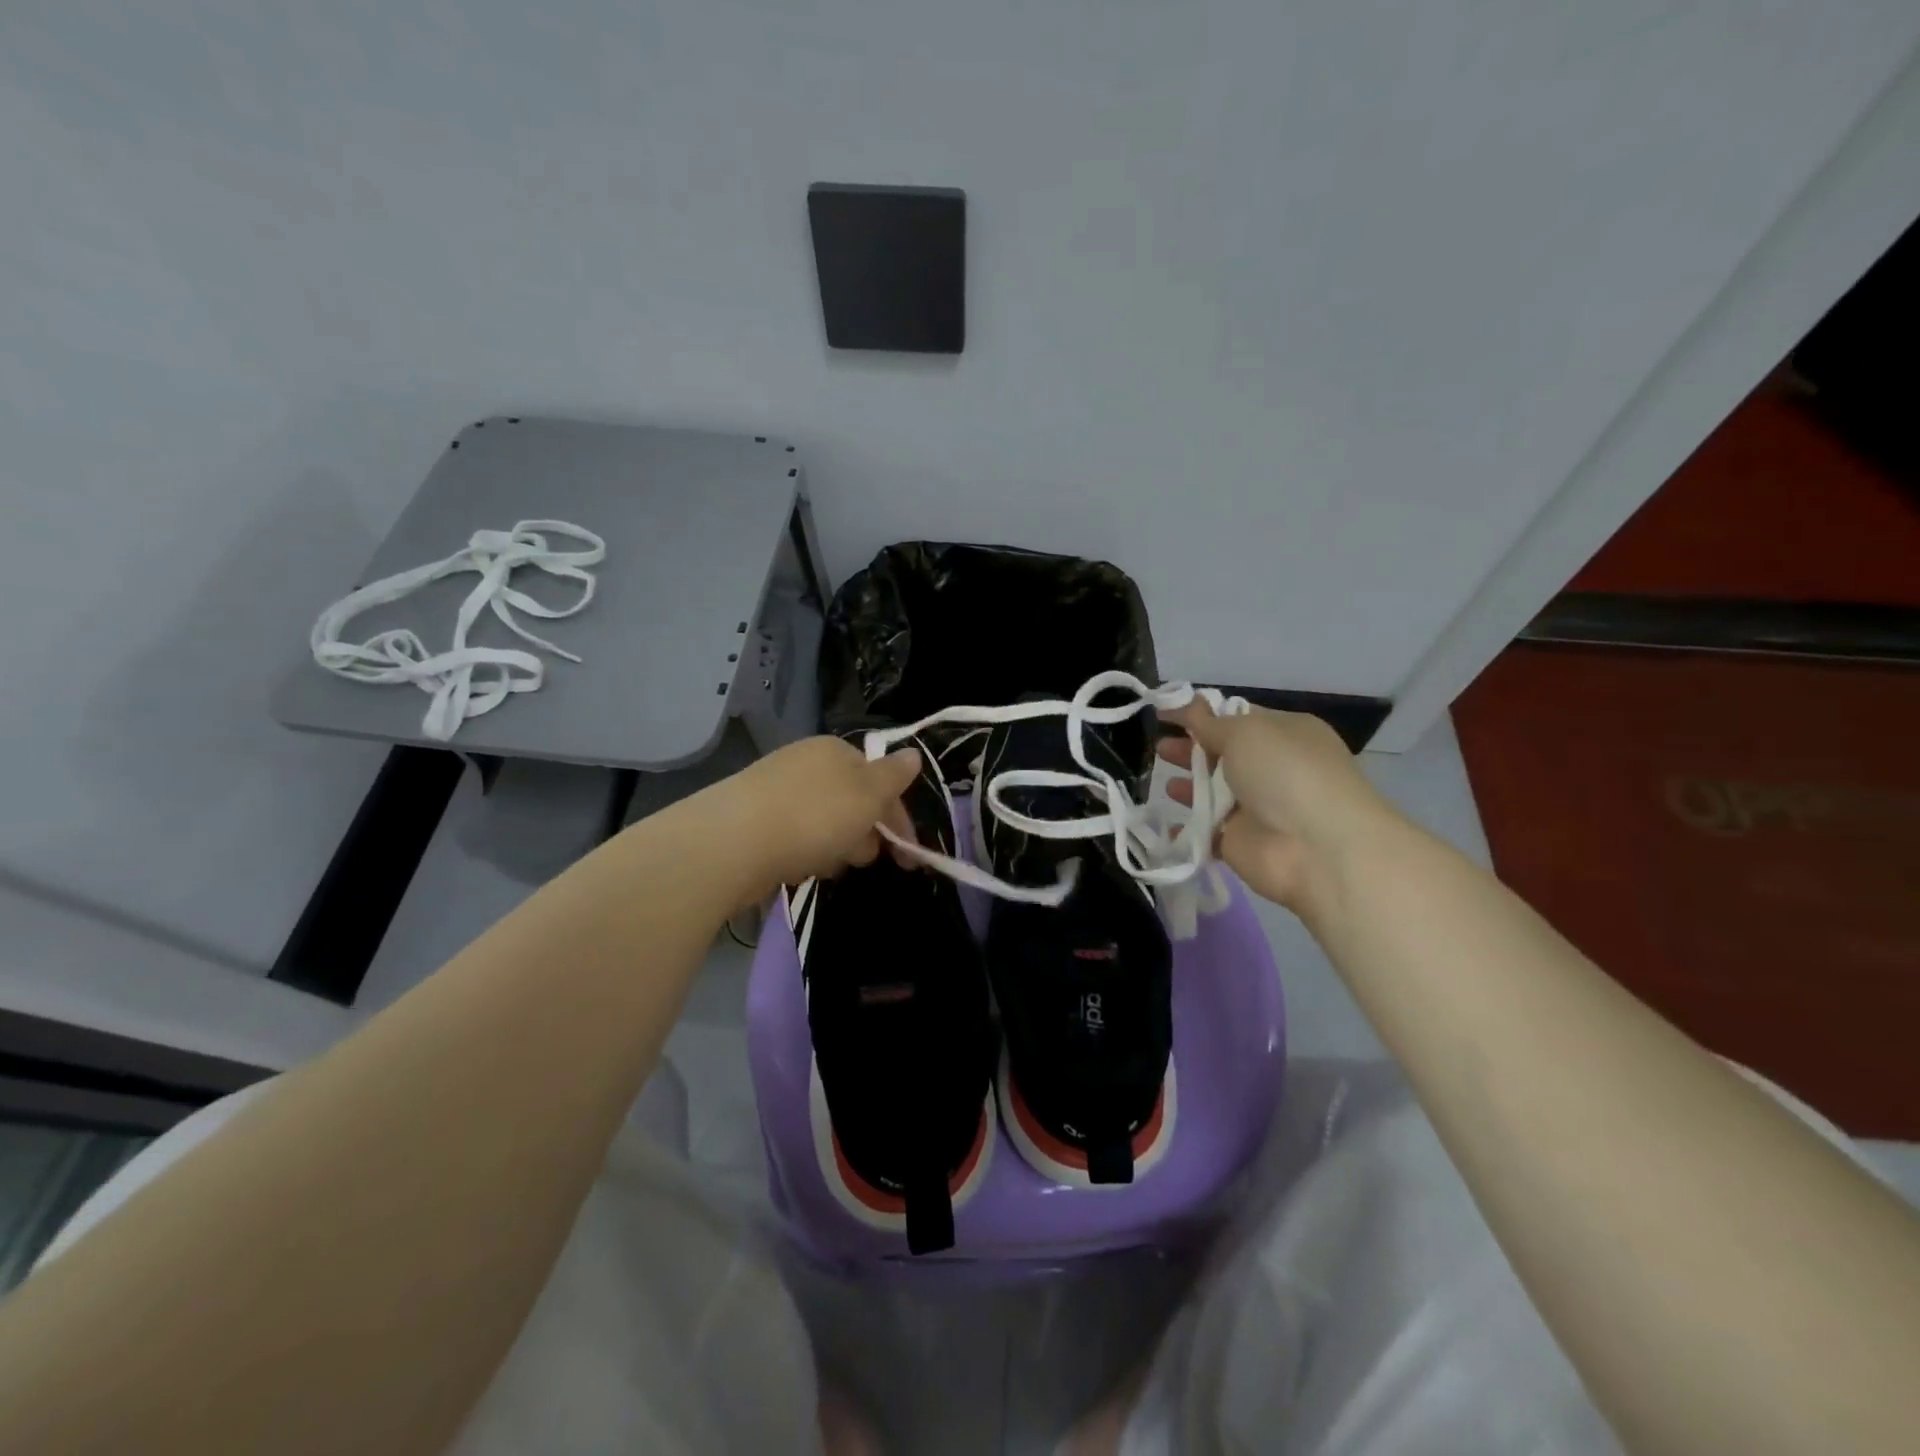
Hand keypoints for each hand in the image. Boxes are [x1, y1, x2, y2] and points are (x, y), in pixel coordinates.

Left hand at [714, 736, 921, 896]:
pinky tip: (799, 868)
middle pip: (852, 801)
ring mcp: (776, 790)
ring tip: (826, 866)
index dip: (898, 817)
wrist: (732, 843)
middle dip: (865, 833)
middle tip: (860, 859)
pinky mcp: (754, 820)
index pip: (880, 780)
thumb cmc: (813, 817)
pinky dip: (805, 852)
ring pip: (825, 822)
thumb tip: (914, 755)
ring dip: (835, 847)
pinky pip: (796, 836)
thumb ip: (894, 776)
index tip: (908, 856)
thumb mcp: (868, 795)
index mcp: (835, 750)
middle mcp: (805, 763)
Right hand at [1159, 701, 1393, 912]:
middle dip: (1191, 749)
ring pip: (1214, 793)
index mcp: (1285, 733)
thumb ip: (1208, 721)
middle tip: (1160, 747)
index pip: (1238, 719)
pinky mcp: (1241, 842)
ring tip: (1162, 780)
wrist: (1317, 849)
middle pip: (1223, 755)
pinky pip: (1207, 832)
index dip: (1202, 715)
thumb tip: (1187, 703)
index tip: (1166, 714)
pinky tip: (1165, 823)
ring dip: (1188, 786)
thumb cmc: (1285, 773)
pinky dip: (1186, 829)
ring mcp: (1258, 808)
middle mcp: (1274, 769)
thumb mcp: (1245, 731)